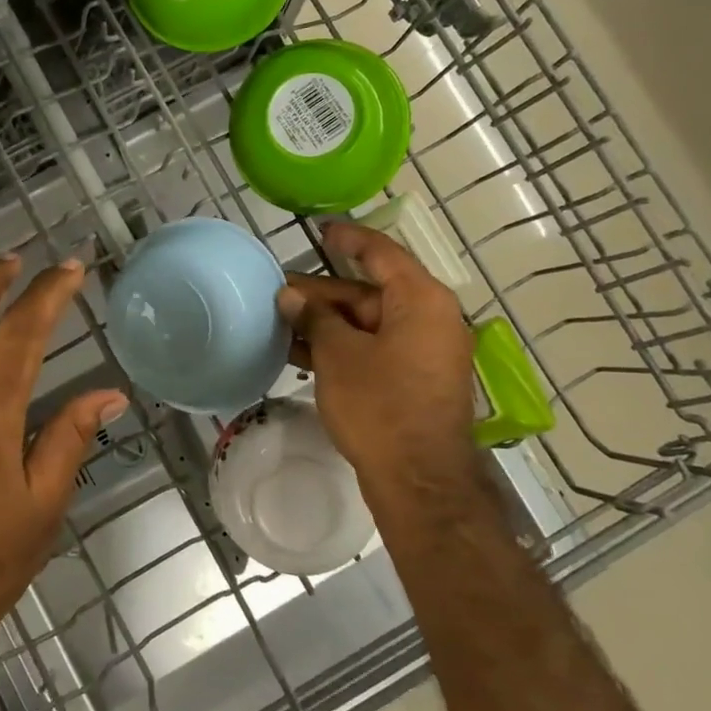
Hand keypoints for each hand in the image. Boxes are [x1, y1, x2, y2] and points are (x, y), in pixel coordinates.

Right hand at [276, 220, 479, 529]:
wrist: (419, 481)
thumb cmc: (380, 406)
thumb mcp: (338, 355)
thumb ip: (315, 317)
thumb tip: (291, 296)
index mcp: (420, 300)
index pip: (380, 253)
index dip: (347, 238)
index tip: (318, 229)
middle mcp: (431, 318)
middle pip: (370, 292)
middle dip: (323, 293)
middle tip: (279, 294)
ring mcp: (426, 352)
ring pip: (370, 323)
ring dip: (328, 323)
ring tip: (282, 323)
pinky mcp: (417, 380)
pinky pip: (377, 348)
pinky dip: (344, 347)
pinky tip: (304, 353)